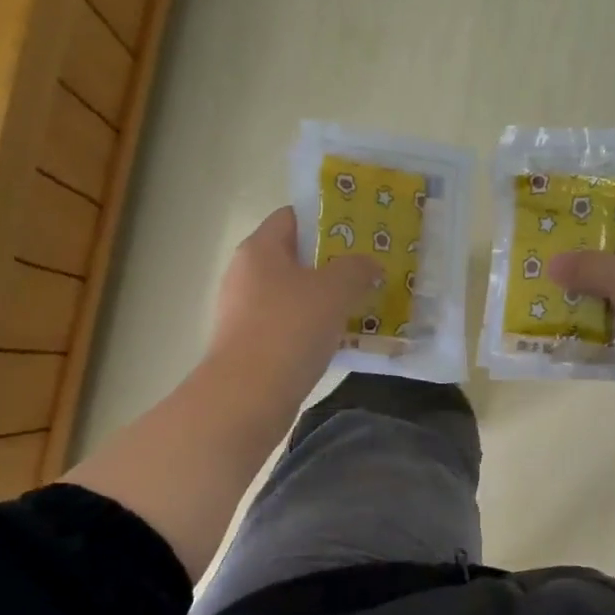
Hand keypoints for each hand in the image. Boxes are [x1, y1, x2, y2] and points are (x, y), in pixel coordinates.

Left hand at [209, 208, 381, 397]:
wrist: (248, 396)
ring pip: (294, 296)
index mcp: (259, 249)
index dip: (326, 220)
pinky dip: (313, 329)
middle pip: (294, 258)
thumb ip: (357, 269)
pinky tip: (340, 340)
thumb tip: (369, 265)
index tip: (360, 233)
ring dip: (325, 300)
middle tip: (369, 271)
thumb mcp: (334, 291)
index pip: (293, 217)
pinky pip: (289, 327)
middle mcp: (246, 275)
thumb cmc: (289, 329)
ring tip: (362, 306)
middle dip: (332, 264)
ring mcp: (244, 313)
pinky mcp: (250, 346)